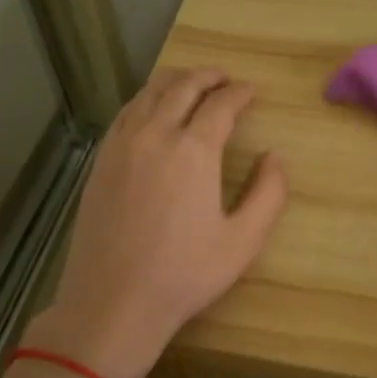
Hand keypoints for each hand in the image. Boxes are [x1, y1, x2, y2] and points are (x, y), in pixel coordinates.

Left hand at [32, 69, 286, 377]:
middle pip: (183, 87)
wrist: (113, 301)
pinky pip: (126, 113)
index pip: (221, 104)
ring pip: (149, 93)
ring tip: (192, 84)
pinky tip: (153, 111)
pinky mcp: (100, 161)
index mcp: (194, 151)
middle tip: (226, 79)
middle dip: (209, 77)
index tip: (253, 91)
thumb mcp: (243, 241)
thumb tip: (276, 156)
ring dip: (176, 81)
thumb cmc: (184, 274)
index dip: (240, 92)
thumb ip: (269, 193)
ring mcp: (121, 145)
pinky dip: (146, 99)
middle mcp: (155, 135)